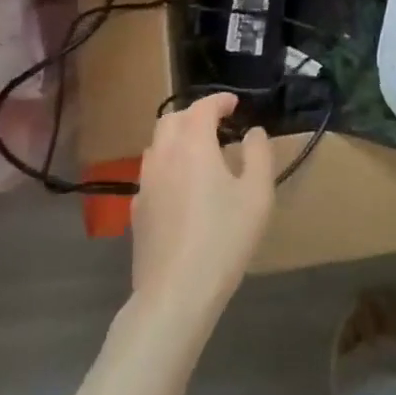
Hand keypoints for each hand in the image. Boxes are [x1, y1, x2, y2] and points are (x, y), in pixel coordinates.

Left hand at [130, 93, 274, 324]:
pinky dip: (168, 166)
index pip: (202, 107)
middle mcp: (163, 156)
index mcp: (193, 144)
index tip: (235, 104)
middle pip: (172, 120)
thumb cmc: (223, 239)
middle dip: (195, 114)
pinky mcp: (137, 211)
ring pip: (157, 145)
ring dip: (178, 138)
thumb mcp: (257, 194)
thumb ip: (258, 154)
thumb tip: (253, 132)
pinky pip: (152, 173)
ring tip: (201, 153)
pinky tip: (183, 188)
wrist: (175, 294)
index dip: (219, 100)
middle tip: (218, 124)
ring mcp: (145, 184)